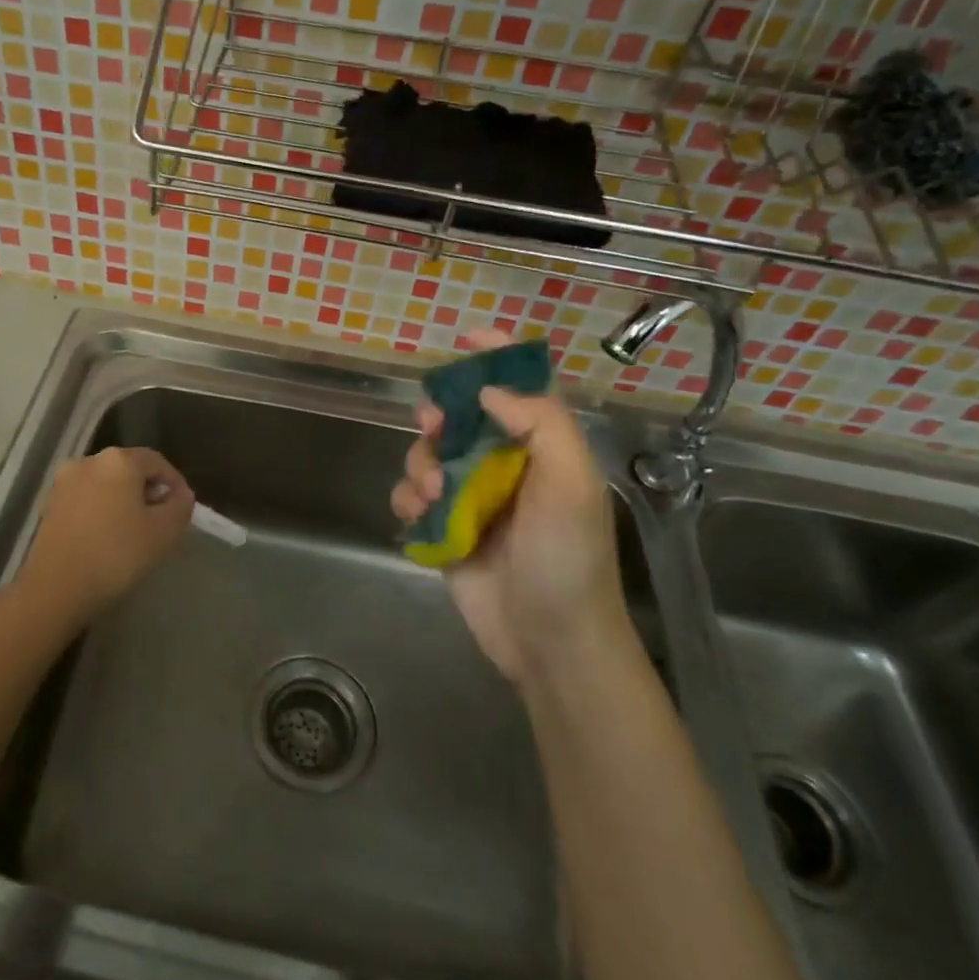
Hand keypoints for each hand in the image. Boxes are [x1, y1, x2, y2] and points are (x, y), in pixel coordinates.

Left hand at [18, 446, 194, 620]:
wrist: (55, 589)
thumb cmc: (116, 554)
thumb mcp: (164, 532)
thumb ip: (180, 507)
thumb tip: (181, 495)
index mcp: (118, 460)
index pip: (157, 462)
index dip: (175, 483)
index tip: (183, 509)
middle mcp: (88, 461)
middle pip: (129, 470)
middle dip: (148, 492)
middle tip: (162, 522)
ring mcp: (63, 483)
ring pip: (106, 485)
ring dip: (124, 502)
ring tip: (136, 533)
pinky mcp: (49, 505)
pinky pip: (86, 500)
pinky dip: (102, 512)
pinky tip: (108, 538)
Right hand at [391, 330, 626, 684]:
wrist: (549, 641)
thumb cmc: (567, 558)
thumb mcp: (571, 483)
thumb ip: (540, 424)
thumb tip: (490, 390)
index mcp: (545, 451)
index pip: (523, 390)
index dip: (499, 359)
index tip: (468, 338)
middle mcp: (507, 468)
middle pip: (465, 418)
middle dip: (443, 413)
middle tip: (433, 421)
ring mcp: (473, 500)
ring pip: (431, 455)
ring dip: (421, 462)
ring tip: (431, 492)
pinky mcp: (446, 530)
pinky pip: (413, 497)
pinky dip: (408, 498)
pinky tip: (418, 514)